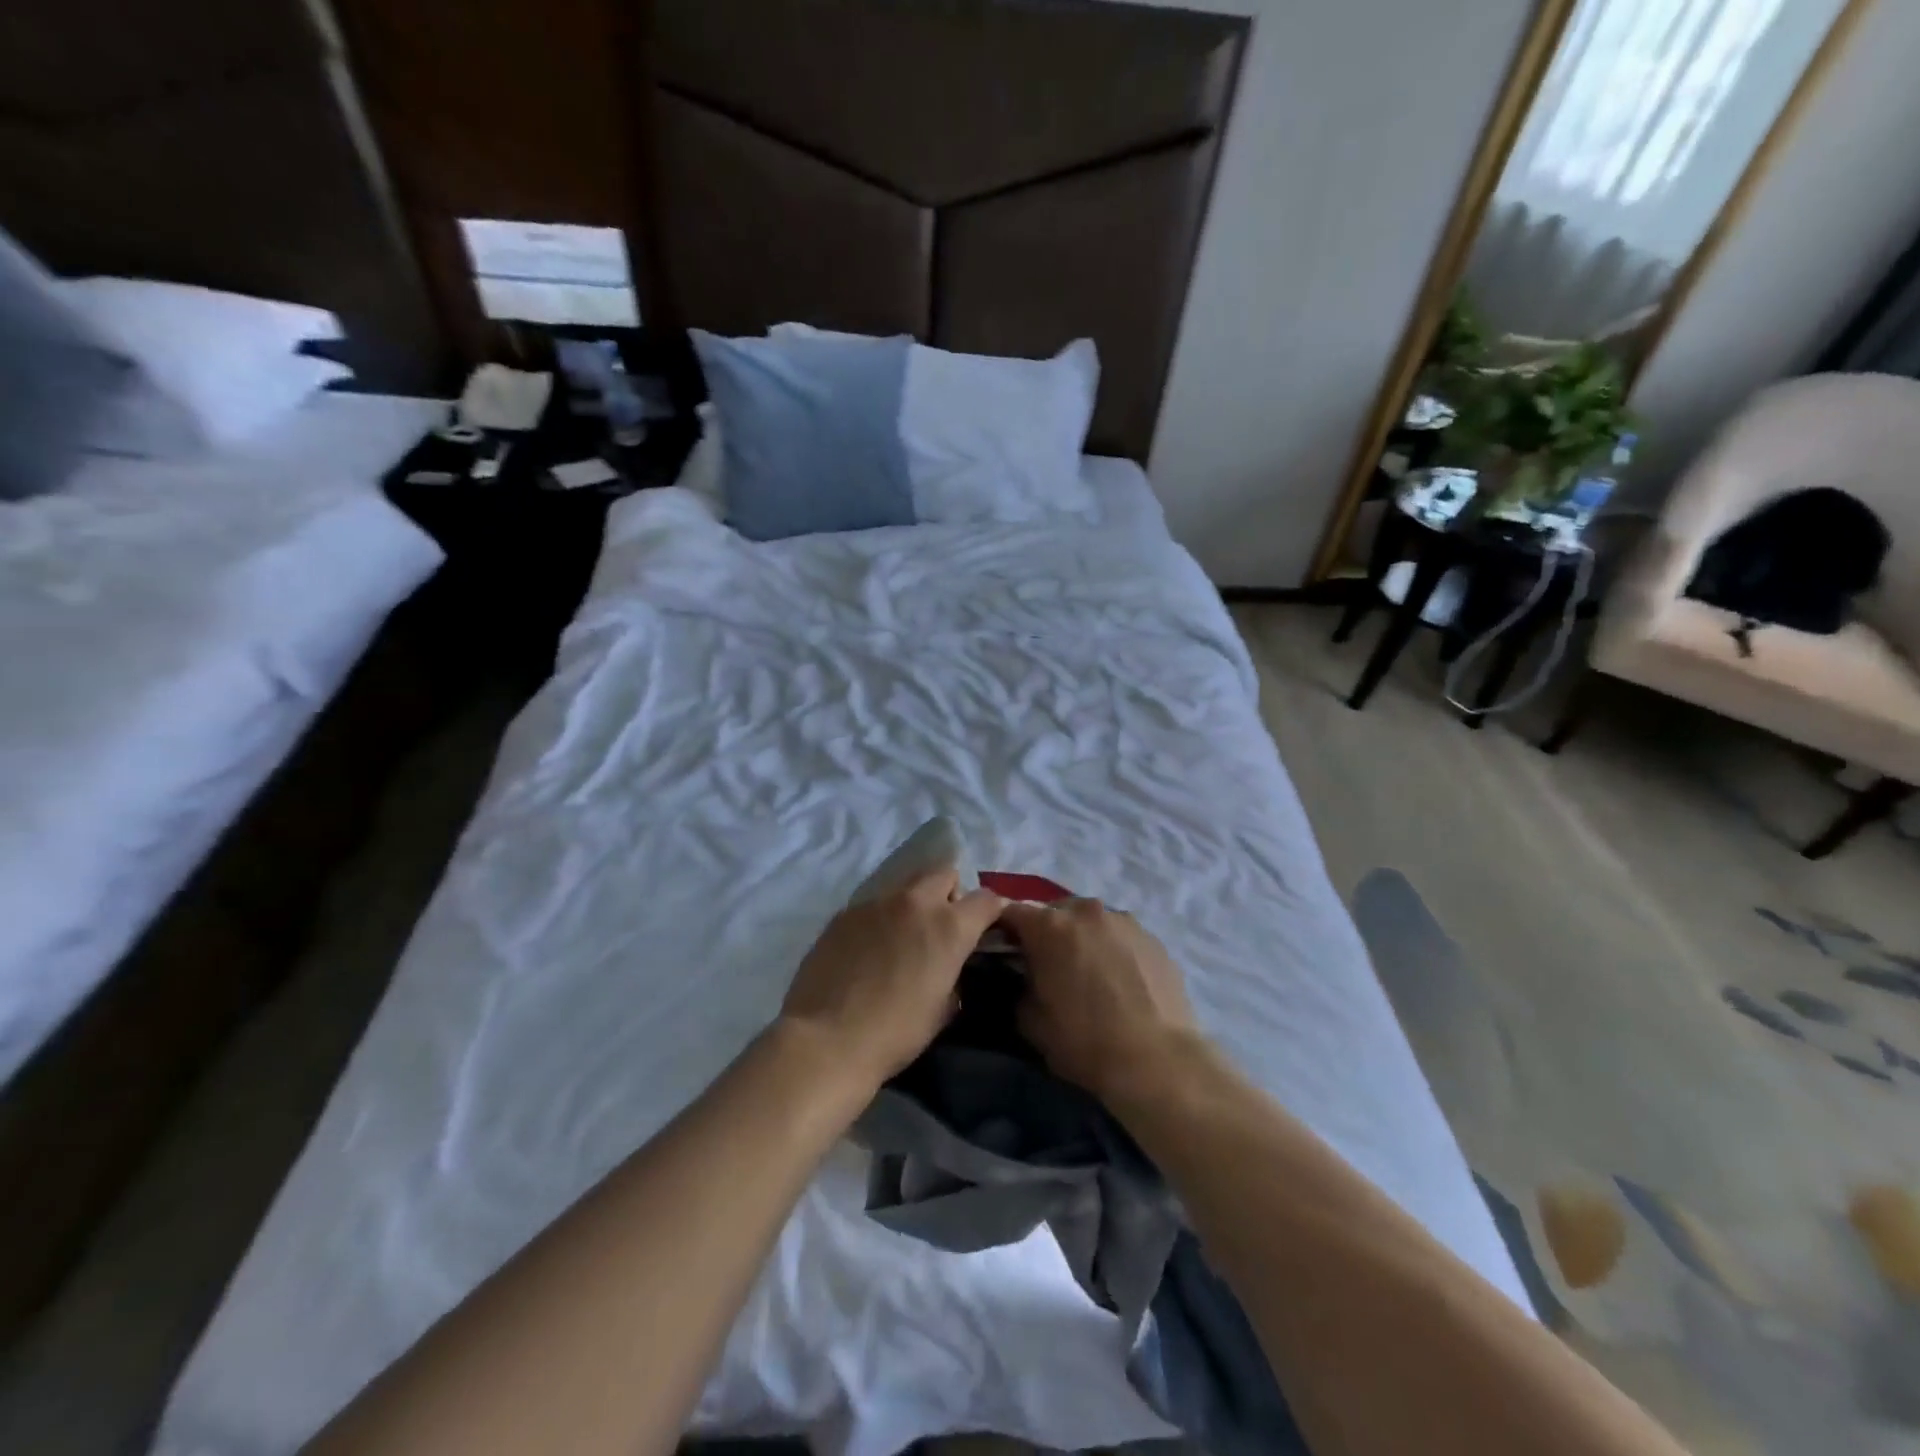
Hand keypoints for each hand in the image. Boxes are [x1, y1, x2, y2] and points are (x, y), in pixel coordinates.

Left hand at [779, 868, 1005, 1089]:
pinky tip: (869, 950)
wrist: (828, 1040)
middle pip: (944, 874)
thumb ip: (954, 974)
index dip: (992, 912)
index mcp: (949, 926)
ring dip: (913, 905)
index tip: (988, 927)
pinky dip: (881, 920)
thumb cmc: (896, 1032)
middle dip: (950, 894)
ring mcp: (876, 902)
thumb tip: (950, 964)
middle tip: (942, 926)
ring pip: (906, 886)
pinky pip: (874, 905)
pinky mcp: (845, 912)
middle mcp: (915, 902)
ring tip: (901, 938)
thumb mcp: (943, 1008)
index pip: (986, 899)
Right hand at [1002, 898, 1202, 1105]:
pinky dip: (1113, 951)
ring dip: (1083, 939)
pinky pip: (1121, 937)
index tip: (1003, 952)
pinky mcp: (1154, 938)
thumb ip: (1021, 987)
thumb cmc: (1085, 1042)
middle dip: (1047, 933)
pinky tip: (1120, 983)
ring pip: (1091, 922)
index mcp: (1050, 925)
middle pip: (1054, 912)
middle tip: (1048, 966)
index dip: (1002, 930)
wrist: (1158, 1062)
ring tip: (1089, 974)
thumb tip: (1027, 979)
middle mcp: (1086, 911)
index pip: (1011, 912)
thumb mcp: (1031, 1022)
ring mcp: (1125, 921)